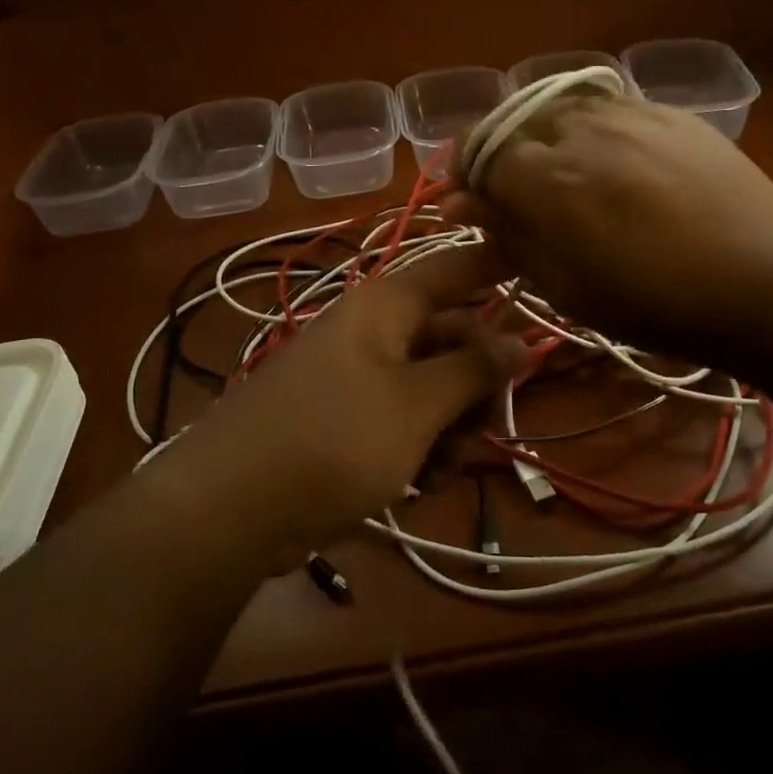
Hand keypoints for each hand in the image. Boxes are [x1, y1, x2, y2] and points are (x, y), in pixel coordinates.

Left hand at [162, 242, 523, 561]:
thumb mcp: (416, 405)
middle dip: (476, 385)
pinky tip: (418, 484)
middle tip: (487, 428)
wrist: (228, 509)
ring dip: (450, 426)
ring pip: (430, 385)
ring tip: (442, 470)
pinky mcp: (342, 417)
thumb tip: (523, 341)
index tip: (544, 269)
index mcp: (387, 305)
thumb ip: (474, 369)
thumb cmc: (334, 440)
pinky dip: (418, 446)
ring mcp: (355, 375)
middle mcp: (373, 330)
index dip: (500, 265)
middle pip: (450, 337)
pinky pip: (400, 417)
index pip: (457, 268)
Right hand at [446, 95, 772, 362]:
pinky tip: (614, 161)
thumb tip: (460, 205)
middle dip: (502, 155)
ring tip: (564, 176)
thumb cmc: (655, 300)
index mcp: (544, 176)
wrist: (766, 279)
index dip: (464, 174)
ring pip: (560, 107)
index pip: (478, 151)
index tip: (468, 202)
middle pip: (515, 123)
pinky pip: (609, 107)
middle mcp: (577, 127)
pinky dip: (591, 129)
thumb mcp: (565, 285)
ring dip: (545, 137)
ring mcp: (628, 112)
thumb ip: (509, 235)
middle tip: (517, 197)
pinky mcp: (669, 111)